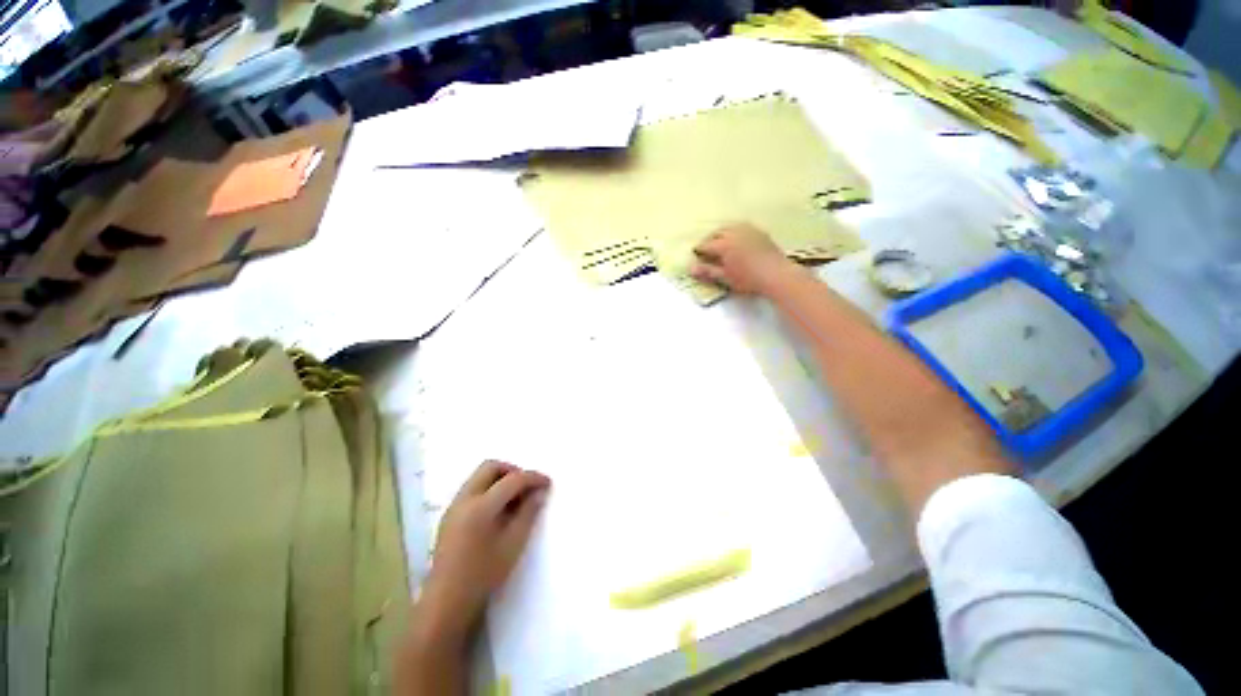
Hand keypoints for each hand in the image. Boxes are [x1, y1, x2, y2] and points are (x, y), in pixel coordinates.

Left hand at [419, 460, 550, 640]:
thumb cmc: (484, 574)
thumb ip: (528, 512)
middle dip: (513, 471)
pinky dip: (488, 489)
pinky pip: (472, 488)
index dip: (533, 478)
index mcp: (481, 506)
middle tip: (527, 487)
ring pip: (479, 476)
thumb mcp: (513, 544)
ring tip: (514, 498)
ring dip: (500, 478)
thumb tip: (540, 491)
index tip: (548, 482)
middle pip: (490, 467)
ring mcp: (454, 505)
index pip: (512, 479)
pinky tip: (497, 509)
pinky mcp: (449, 514)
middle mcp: (464, 499)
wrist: (446, 602)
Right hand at [690, 224, 793, 294]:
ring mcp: (749, 231)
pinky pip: (743, 228)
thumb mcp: (725, 278)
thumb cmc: (748, 279)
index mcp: (724, 244)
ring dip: (722, 233)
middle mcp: (735, 233)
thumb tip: (691, 268)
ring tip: (720, 242)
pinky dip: (736, 232)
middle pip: (717, 232)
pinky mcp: (760, 233)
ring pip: (730, 227)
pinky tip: (737, 239)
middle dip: (709, 239)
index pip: (706, 245)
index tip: (695, 255)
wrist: (777, 275)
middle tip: (706, 249)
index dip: (699, 250)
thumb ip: (708, 271)